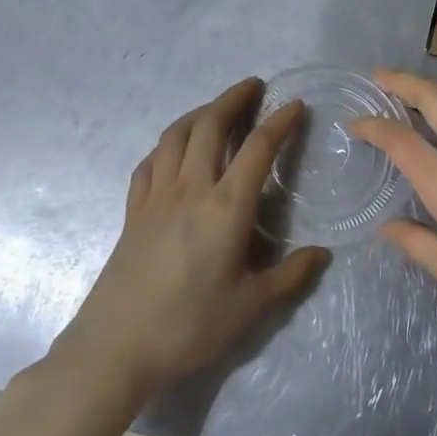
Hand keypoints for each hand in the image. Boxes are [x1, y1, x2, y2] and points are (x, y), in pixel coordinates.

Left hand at [46, 78, 328, 397]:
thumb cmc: (188, 325)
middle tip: (254, 86)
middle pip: (210, 125)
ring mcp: (156, 196)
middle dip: (234, 99)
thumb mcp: (249, 306)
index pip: (258, 148)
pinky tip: (173, 150)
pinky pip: (150, 162)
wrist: (114, 349)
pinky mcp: (133, 211)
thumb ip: (289, 276)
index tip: (295, 105)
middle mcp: (191, 189)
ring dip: (199, 112)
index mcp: (226, 207)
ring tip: (217, 108)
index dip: (280, 122)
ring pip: (176, 135)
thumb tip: (322, 253)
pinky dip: (167, 144)